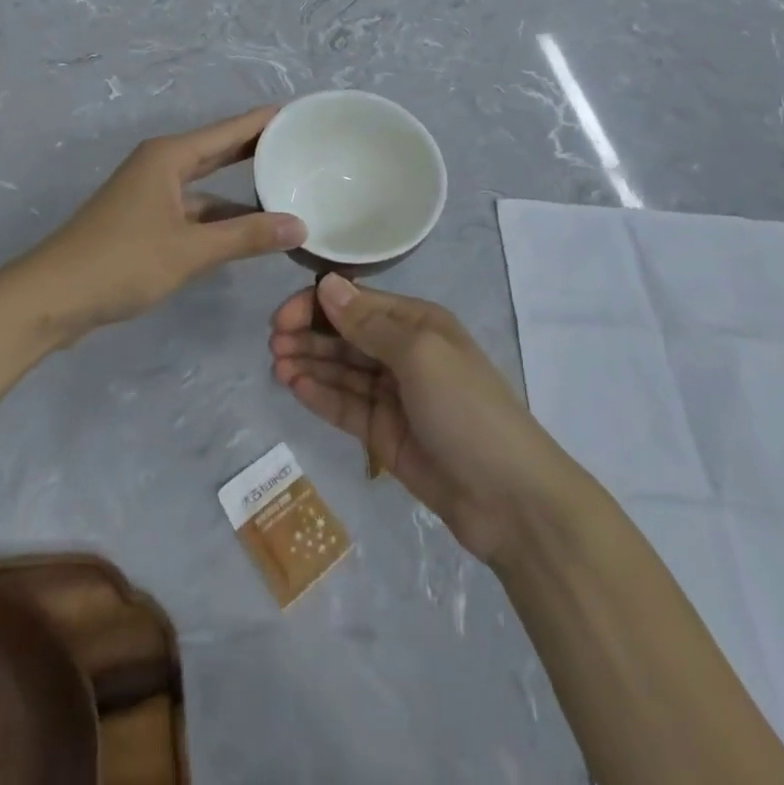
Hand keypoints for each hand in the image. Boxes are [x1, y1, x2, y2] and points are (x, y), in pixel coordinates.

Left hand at [32, 108, 305, 340]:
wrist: (51, 298)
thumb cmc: (121, 262)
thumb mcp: (190, 250)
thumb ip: (246, 236)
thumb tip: (299, 226)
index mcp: (168, 157)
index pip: (228, 130)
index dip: (263, 121)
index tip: (299, 113)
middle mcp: (160, 166)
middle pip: (217, 151)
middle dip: (255, 149)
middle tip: (299, 145)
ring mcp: (150, 195)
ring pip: (205, 186)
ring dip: (239, 191)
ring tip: (284, 190)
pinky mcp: (144, 222)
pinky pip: (193, 210)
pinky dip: (219, 218)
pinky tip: (246, 230)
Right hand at [270, 275, 573, 564]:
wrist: (510, 500)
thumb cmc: (466, 410)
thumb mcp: (420, 355)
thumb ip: (369, 323)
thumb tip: (327, 284)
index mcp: (418, 324)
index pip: (357, 303)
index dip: (318, 305)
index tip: (282, 317)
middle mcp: (404, 353)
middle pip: (346, 336)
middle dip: (309, 334)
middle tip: (273, 343)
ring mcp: (394, 396)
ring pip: (342, 371)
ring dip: (310, 364)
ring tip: (277, 365)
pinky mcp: (385, 435)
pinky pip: (346, 406)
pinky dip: (321, 395)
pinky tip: (295, 387)